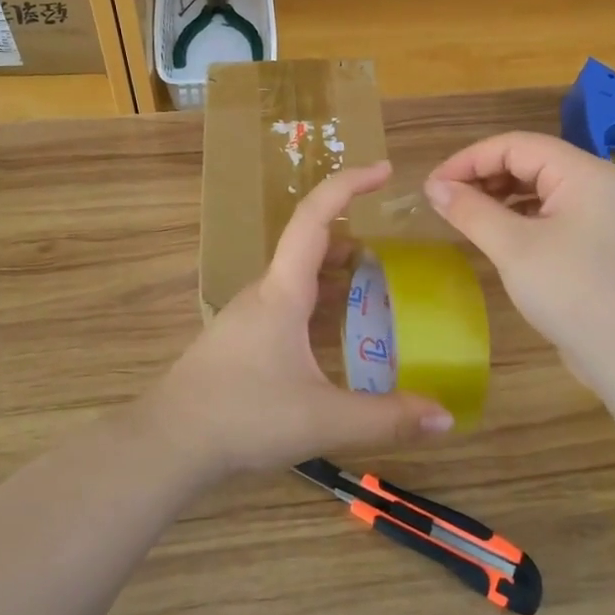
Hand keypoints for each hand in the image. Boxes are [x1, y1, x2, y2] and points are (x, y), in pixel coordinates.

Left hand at [143, 161, 455, 479]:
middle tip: (396, 252)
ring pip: (298, 277)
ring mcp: (249, 315)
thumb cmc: (242, 417)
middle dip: (354, 238)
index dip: (349, 185)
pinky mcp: (242, 339)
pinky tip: (337, 336)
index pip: (316, 218)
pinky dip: (320, 302)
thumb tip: (446, 417)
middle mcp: (264, 292)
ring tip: (376, 288)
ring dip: (336, 272)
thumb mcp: (323, 419)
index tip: (385, 170)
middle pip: (311, 246)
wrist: (168, 444)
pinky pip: (289, 304)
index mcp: (283, 291)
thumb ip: (386, 419)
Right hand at [424, 133, 614, 389]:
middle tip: (444, 201)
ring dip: (497, 195)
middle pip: (528, 160)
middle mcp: (593, 182)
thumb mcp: (513, 247)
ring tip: (464, 216)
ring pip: (537, 187)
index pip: (515, 145)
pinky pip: (547, 212)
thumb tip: (434, 187)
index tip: (432, 186)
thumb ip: (471, 211)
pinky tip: (495, 234)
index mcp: (581, 172)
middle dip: (482, 175)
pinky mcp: (593, 240)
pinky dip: (516, 215)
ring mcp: (597, 212)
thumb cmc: (571, 291)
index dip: (469, 159)